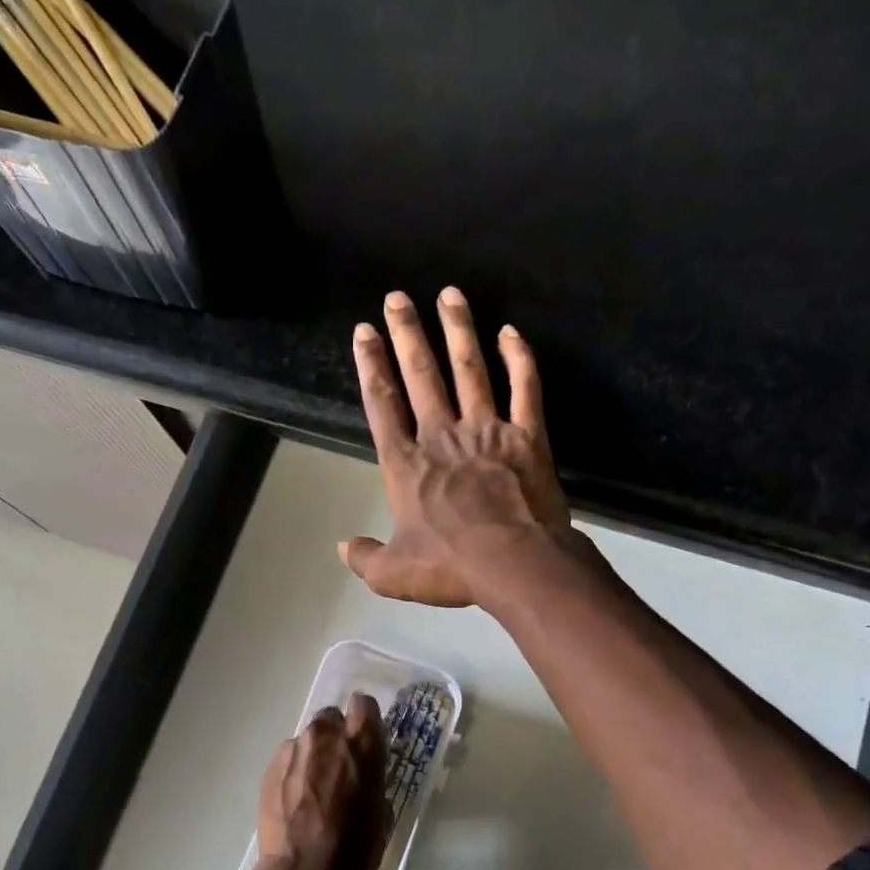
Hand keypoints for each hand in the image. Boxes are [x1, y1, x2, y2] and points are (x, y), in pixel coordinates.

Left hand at [254, 693, 387, 869]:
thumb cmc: (355, 851)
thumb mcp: (381, 812)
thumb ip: (372, 778)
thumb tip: (364, 774)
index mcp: (361, 745)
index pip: (364, 705)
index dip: (365, 720)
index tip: (366, 738)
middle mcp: (325, 737)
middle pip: (331, 717)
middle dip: (336, 736)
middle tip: (339, 767)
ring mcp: (293, 752)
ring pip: (307, 740)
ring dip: (313, 755)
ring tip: (313, 790)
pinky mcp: (269, 769)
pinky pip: (288, 760)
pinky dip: (294, 773)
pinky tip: (295, 803)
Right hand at [340, 287, 572, 606]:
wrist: (515, 563)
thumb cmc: (451, 567)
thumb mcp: (393, 575)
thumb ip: (365, 558)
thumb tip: (342, 547)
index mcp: (406, 465)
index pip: (382, 405)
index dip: (371, 367)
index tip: (364, 333)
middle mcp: (442, 436)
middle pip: (421, 376)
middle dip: (407, 334)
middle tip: (397, 298)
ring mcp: (487, 431)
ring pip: (469, 369)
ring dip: (457, 330)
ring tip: (449, 294)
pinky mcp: (527, 436)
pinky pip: (525, 388)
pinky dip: (520, 359)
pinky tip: (511, 332)